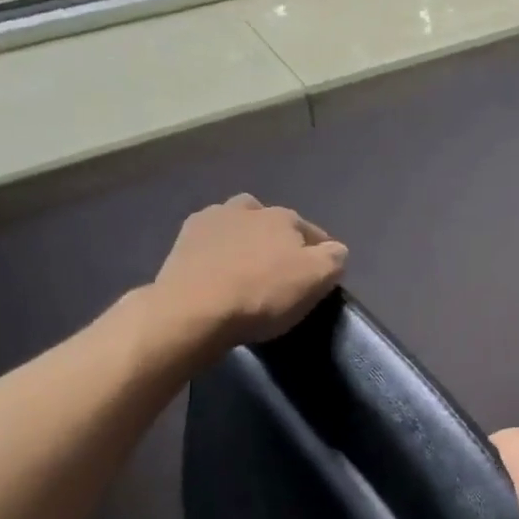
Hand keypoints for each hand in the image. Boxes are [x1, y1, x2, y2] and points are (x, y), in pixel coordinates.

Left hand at [149, 194, 346, 355]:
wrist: (193, 309)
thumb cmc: (262, 295)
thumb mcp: (315, 280)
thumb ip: (333, 259)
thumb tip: (335, 250)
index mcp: (284, 217)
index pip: (312, 232)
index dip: (319, 254)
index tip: (318, 278)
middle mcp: (248, 209)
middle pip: (272, 222)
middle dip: (278, 240)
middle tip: (278, 271)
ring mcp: (211, 220)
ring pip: (238, 225)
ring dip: (245, 240)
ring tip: (245, 269)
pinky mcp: (182, 239)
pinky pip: (210, 241)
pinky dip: (217, 252)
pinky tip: (217, 272)